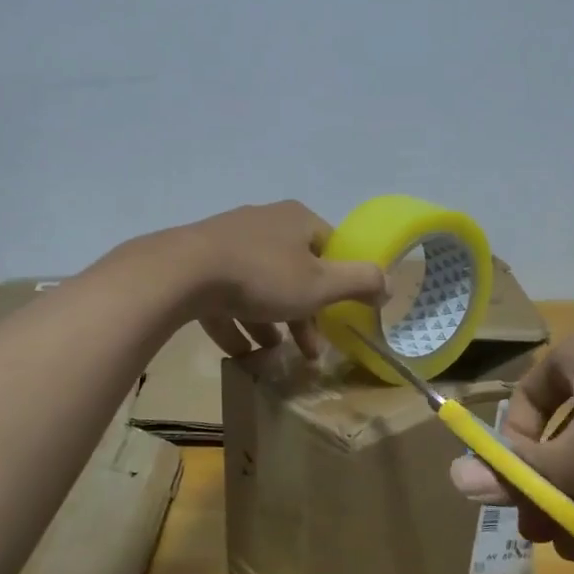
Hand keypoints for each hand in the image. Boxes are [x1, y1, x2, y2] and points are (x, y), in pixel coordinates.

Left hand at [170, 201, 386, 358]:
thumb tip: (390, 283)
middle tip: (309, 350)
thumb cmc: (263, 276)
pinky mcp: (198, 263)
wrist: (183, 272)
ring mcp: (226, 241)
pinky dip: (235, 322)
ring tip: (274, 354)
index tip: (337, 315)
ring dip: (270, 321)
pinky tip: (239, 351)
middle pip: (294, 271)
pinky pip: (224, 296)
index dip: (338, 282)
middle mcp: (264, 222)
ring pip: (259, 286)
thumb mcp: (321, 284)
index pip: (329, 247)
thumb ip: (361, 282)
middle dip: (304, 314)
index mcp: (296, 219)